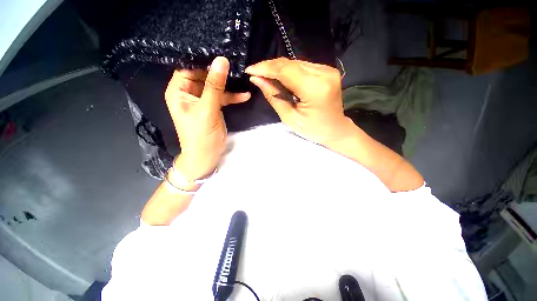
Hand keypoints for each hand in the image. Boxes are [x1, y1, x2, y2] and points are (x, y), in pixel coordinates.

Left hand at [165, 57, 249, 181]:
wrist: (207, 155)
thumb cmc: (201, 135)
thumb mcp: (207, 109)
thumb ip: (215, 86)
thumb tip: (221, 61)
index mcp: (178, 90)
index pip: (188, 67)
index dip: (202, 60)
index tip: (220, 52)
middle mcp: (188, 93)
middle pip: (203, 75)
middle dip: (218, 71)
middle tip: (234, 64)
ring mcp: (202, 100)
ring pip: (215, 86)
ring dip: (228, 85)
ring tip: (242, 78)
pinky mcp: (213, 107)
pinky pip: (222, 97)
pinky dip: (232, 97)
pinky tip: (245, 96)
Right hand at [245, 57, 354, 145]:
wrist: (335, 130)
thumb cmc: (312, 129)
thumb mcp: (289, 118)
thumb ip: (273, 96)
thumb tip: (257, 79)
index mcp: (315, 89)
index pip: (285, 70)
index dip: (265, 68)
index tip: (250, 71)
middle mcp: (324, 73)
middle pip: (290, 64)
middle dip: (270, 68)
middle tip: (256, 74)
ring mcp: (327, 69)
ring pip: (295, 63)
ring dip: (279, 70)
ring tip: (267, 78)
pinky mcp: (327, 70)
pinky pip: (302, 66)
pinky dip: (289, 72)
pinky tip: (282, 79)